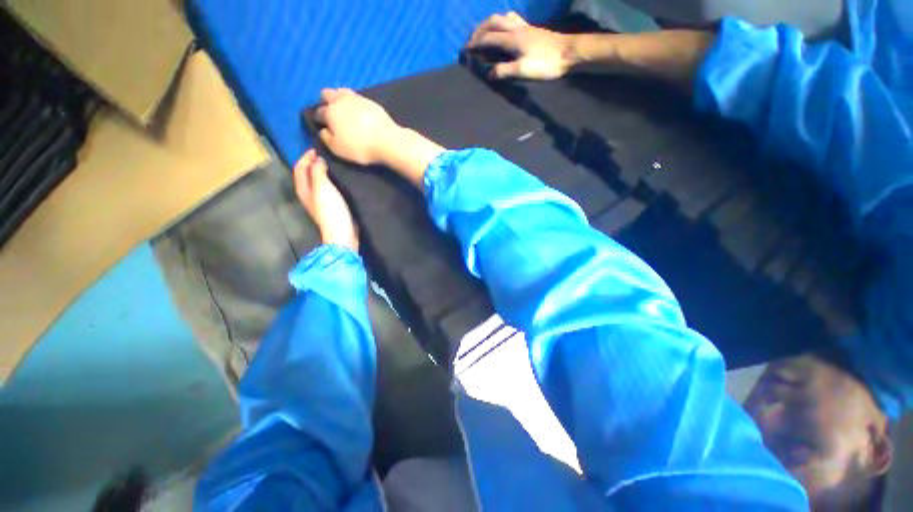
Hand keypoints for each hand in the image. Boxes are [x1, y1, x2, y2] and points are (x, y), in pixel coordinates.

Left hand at [293, 149, 357, 250]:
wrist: (342, 233)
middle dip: (312, 163)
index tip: (316, 149)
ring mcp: (319, 202)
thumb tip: (318, 160)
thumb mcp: (323, 187)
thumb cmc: (331, 210)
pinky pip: (327, 189)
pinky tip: (339, 180)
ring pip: (316, 182)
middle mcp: (308, 195)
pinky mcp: (331, 207)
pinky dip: (329, 181)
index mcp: (303, 189)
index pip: (299, 168)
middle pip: (306, 175)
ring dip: (321, 172)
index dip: (305, 157)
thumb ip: (318, 172)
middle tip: (324, 155)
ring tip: (331, 165)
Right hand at [315, 88, 399, 165]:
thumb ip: (326, 139)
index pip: (320, 112)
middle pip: (328, 94)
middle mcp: (341, 101)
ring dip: (341, 98)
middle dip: (327, 102)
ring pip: (343, 92)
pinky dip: (356, 103)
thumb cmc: (360, 147)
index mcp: (330, 112)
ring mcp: (358, 99)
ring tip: (347, 111)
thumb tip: (324, 130)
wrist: (388, 141)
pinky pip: (359, 98)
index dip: (321, 120)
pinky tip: (361, 112)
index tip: (325, 126)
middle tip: (334, 115)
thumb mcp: (338, 149)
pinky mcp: (372, 102)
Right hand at [466, 12, 573, 79]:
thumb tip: (489, 74)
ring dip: (490, 24)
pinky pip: (512, 19)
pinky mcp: (531, 28)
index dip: (475, 44)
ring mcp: (524, 26)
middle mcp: (515, 28)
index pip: (488, 39)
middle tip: (472, 41)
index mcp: (511, 39)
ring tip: (485, 34)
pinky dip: (502, 23)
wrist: (569, 52)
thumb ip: (504, 71)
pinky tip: (504, 31)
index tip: (466, 51)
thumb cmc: (546, 63)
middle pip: (492, 22)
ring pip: (502, 18)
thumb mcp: (523, 71)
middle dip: (479, 30)